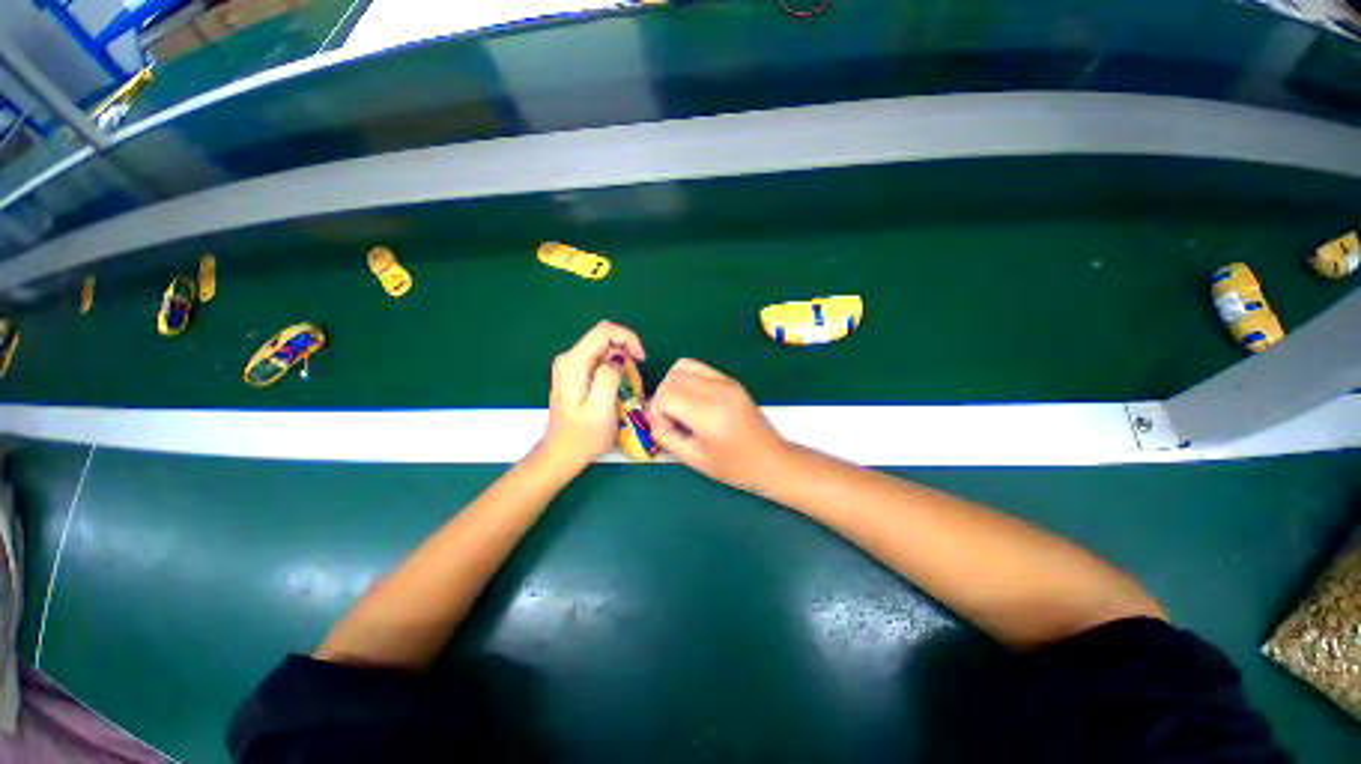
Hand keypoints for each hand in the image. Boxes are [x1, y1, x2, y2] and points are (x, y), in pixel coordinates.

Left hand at [542, 321, 645, 468]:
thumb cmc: (584, 435)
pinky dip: (613, 367)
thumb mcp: (601, 409)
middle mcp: (568, 358)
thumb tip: (619, 356)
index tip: (641, 359)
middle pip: (603, 337)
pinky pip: (599, 359)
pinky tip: (618, 386)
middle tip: (636, 376)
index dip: (628, 338)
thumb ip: (609, 377)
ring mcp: (570, 365)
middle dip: (626, 350)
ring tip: (628, 384)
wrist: (563, 453)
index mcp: (574, 363)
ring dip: (621, 360)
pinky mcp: (574, 372)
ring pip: (603, 348)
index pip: (604, 331)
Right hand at [645, 359, 788, 491]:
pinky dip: (688, 378)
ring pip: (683, 366)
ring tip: (680, 406)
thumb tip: (651, 417)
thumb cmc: (733, 466)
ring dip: (673, 384)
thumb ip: (665, 436)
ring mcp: (726, 381)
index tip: (663, 426)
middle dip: (662, 396)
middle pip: (671, 378)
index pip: (665, 394)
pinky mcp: (732, 380)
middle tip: (671, 419)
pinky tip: (694, 400)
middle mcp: (717, 390)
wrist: (771, 460)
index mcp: (708, 413)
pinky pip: (700, 368)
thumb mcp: (693, 458)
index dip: (655, 410)